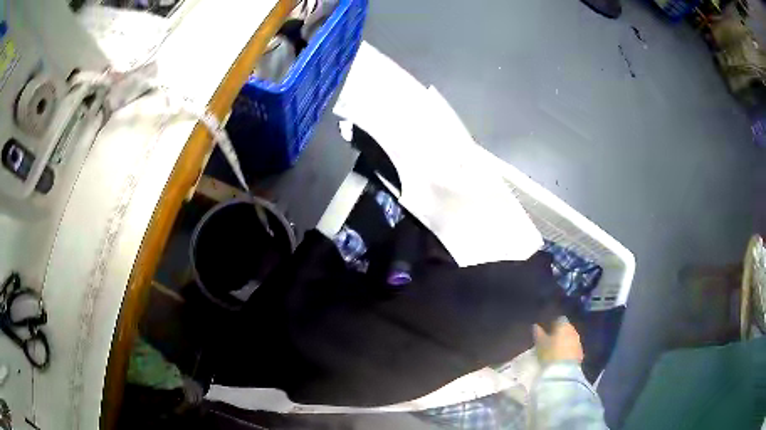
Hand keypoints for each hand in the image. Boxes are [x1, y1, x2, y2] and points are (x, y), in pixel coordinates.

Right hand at [533, 316, 583, 364]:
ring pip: (571, 338)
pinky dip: (569, 350)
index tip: (548, 329)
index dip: (553, 323)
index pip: (559, 319)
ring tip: (557, 349)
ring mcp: (578, 342)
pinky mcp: (580, 353)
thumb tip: (535, 325)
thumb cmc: (550, 353)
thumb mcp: (540, 343)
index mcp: (564, 325)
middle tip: (551, 339)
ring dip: (565, 341)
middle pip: (567, 328)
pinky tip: (562, 356)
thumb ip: (538, 333)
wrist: (563, 370)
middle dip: (560, 332)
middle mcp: (573, 331)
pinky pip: (574, 348)